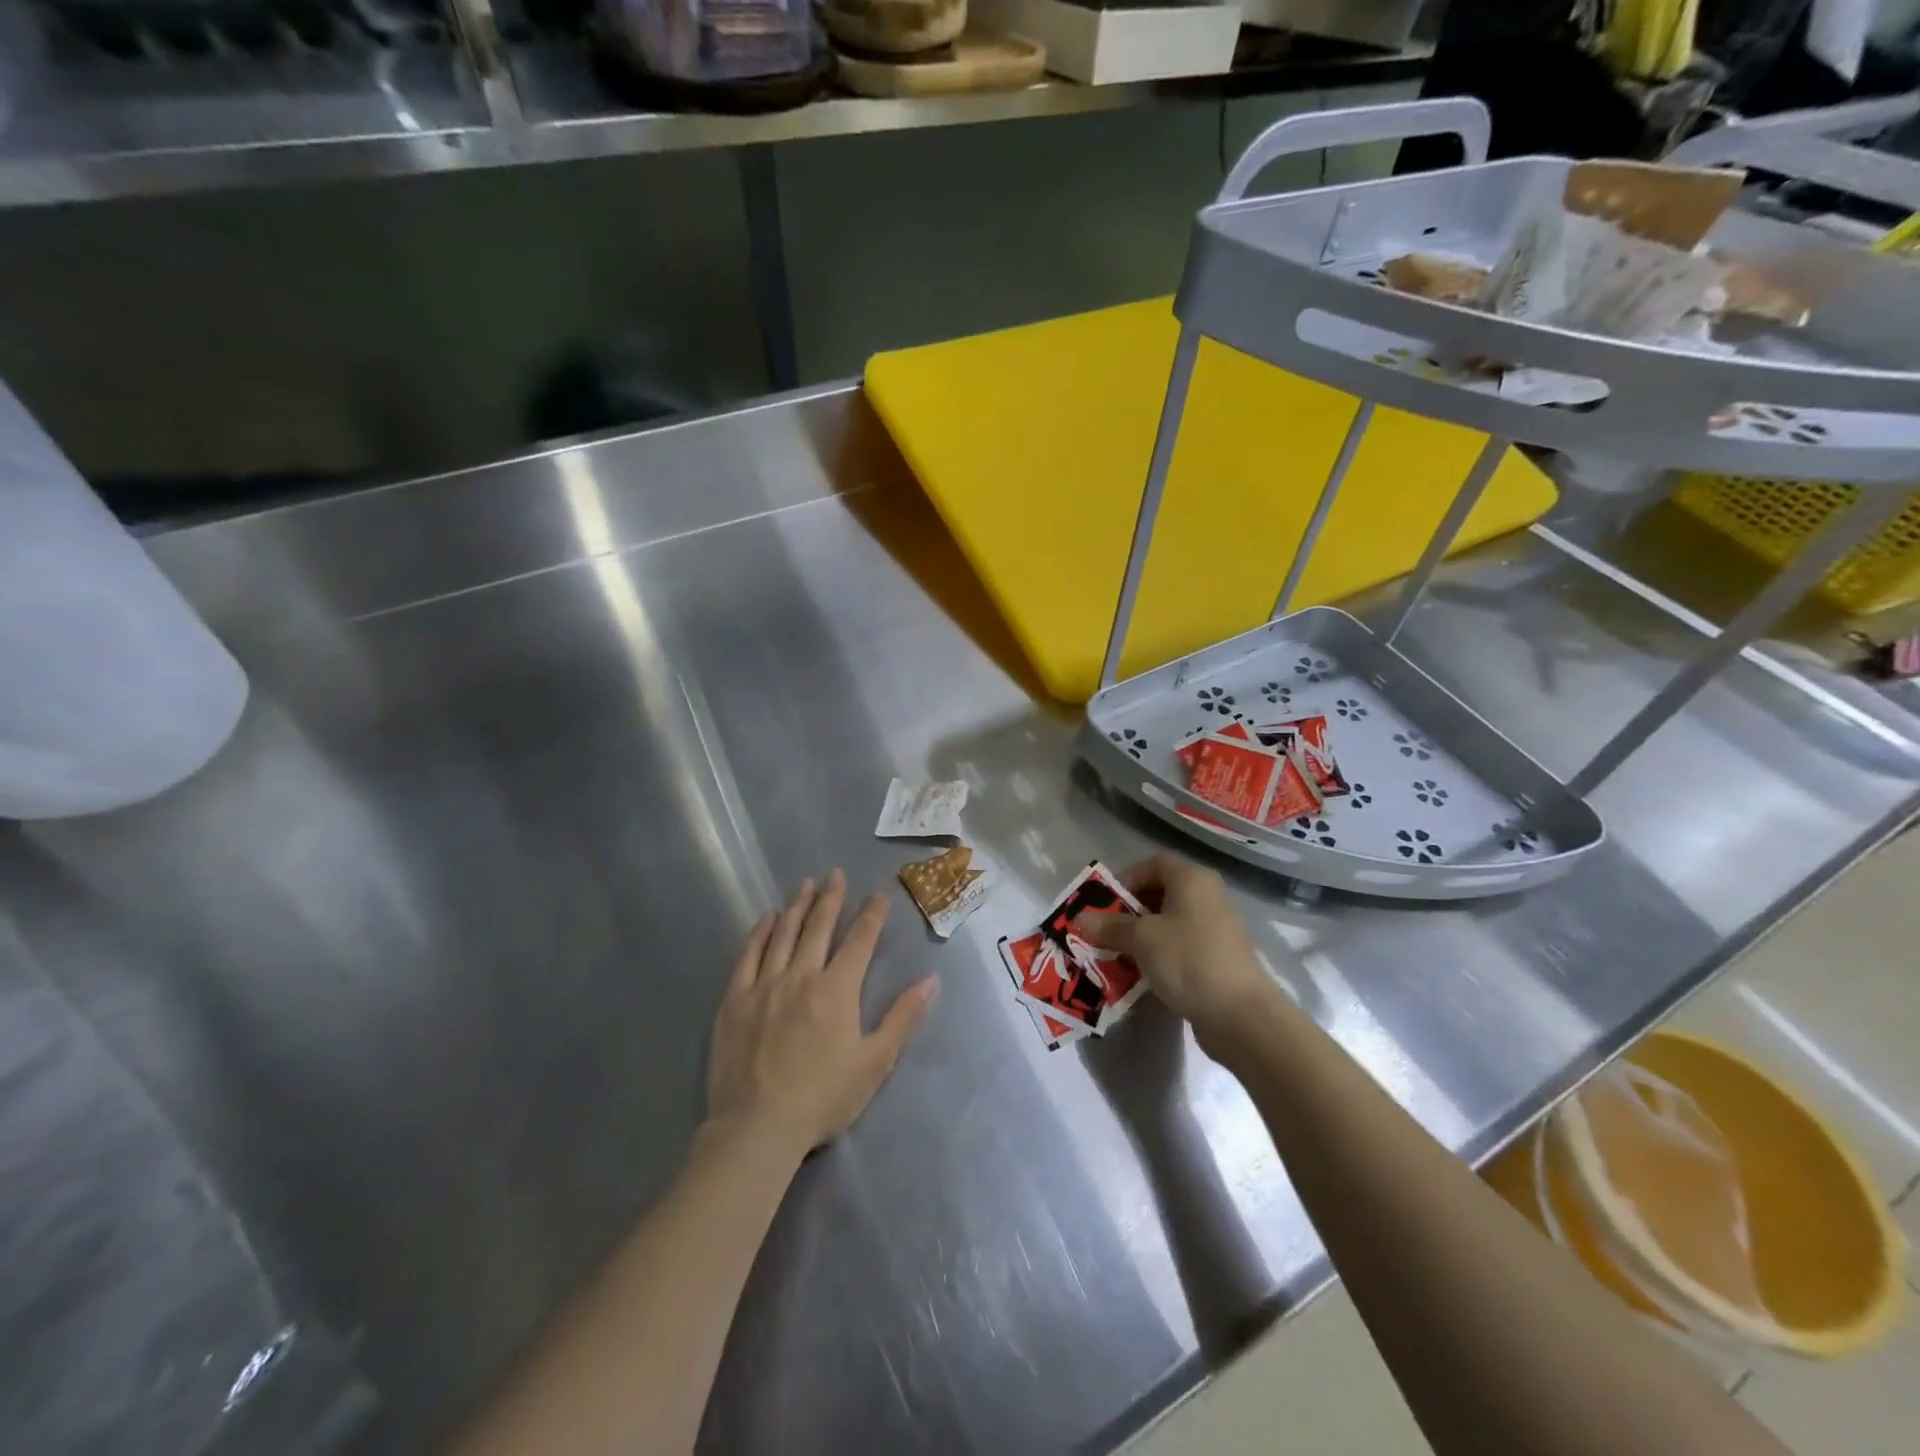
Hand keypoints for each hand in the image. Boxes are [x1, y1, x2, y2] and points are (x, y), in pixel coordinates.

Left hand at [707, 870, 938, 1155]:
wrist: (757, 1126)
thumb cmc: (823, 1098)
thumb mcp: (874, 1062)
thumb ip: (903, 1018)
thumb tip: (931, 980)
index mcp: (837, 989)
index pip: (860, 940)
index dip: (871, 915)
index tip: (877, 895)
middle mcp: (801, 975)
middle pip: (819, 926)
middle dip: (831, 898)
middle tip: (835, 874)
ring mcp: (764, 984)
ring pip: (783, 933)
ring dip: (797, 906)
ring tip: (805, 885)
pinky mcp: (735, 999)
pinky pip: (748, 955)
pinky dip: (759, 932)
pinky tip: (766, 919)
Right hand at [1073, 855, 1280, 1053]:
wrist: (1241, 1015)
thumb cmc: (1188, 960)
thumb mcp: (1142, 939)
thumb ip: (1110, 926)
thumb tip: (1080, 918)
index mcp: (1192, 880)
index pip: (1154, 864)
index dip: (1126, 878)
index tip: (1104, 902)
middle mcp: (1206, 897)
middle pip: (1160, 893)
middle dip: (1128, 911)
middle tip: (1104, 931)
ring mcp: (1214, 929)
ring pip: (1168, 923)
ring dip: (1141, 936)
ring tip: (1116, 955)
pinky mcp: (1217, 959)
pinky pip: (1179, 947)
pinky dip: (1158, 955)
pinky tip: (1141, 974)